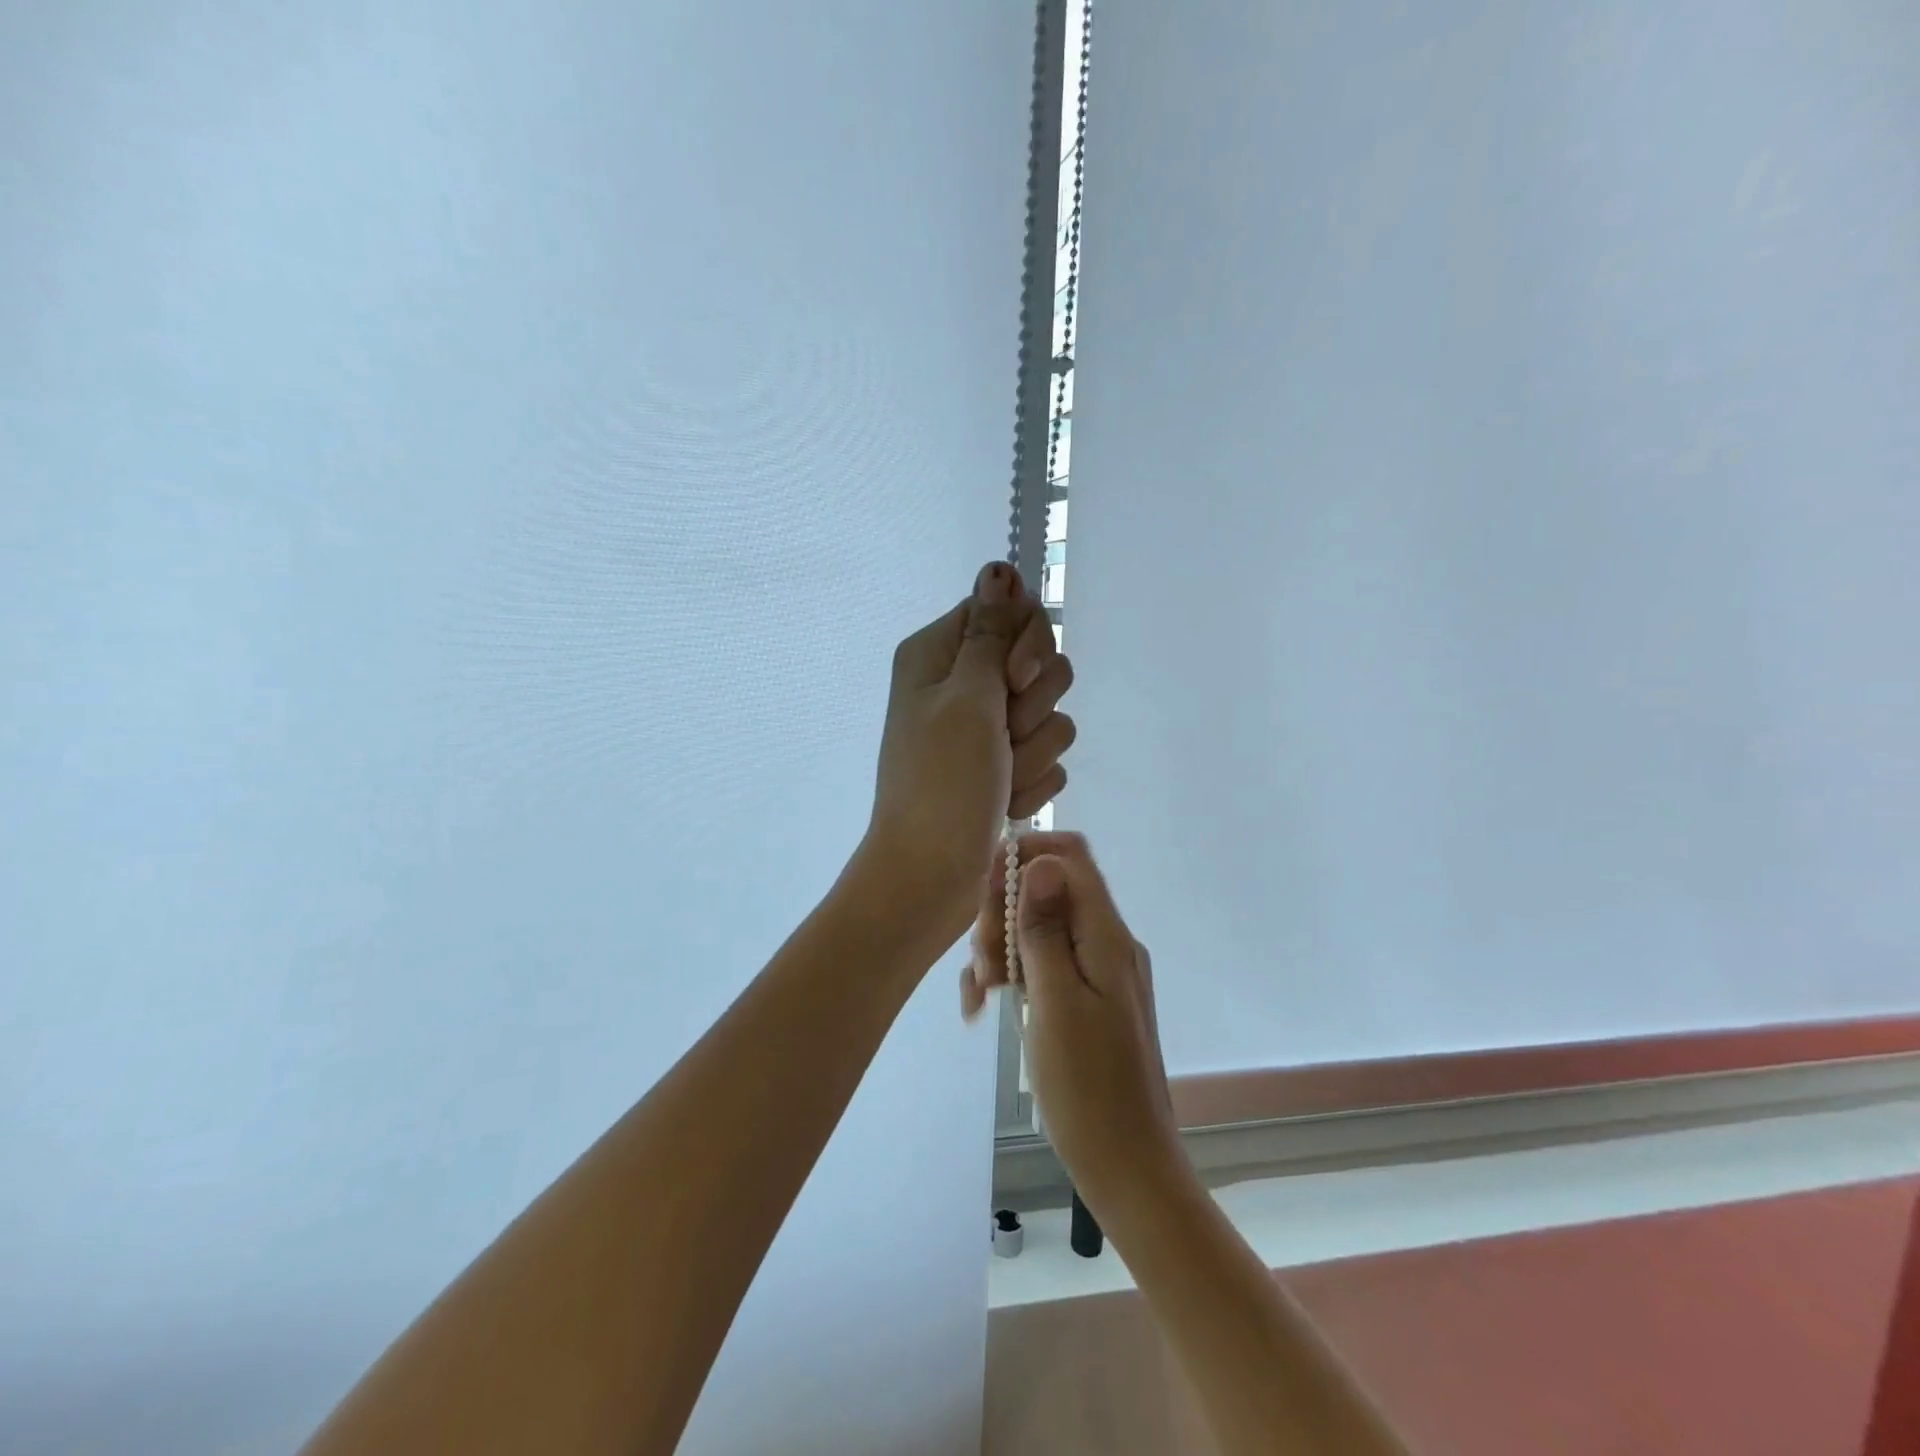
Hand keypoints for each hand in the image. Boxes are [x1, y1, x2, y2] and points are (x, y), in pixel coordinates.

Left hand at [858, 562, 1075, 930]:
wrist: (929, 875)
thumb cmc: (942, 782)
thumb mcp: (967, 697)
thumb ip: (991, 632)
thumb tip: (999, 567)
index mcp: (939, 654)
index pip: (1009, 611)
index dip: (1027, 645)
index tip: (1014, 682)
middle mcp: (960, 684)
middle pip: (1037, 662)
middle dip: (1034, 707)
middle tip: (1002, 738)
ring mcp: (982, 730)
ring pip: (1050, 716)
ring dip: (1033, 753)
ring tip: (1000, 781)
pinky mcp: (1001, 768)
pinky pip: (1045, 759)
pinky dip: (1030, 784)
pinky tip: (1003, 804)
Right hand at [968, 832, 1186, 1212]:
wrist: (1127, 1166)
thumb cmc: (1087, 1089)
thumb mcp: (1056, 1003)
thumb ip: (1046, 930)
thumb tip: (1042, 862)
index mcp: (1106, 936)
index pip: (1070, 857)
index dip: (1025, 857)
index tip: (985, 890)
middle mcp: (1107, 943)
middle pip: (1050, 890)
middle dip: (1005, 912)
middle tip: (982, 963)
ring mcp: (1099, 971)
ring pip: (1041, 928)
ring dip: (1003, 947)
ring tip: (979, 993)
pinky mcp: (1088, 998)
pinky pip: (1047, 964)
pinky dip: (1015, 974)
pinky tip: (985, 1004)